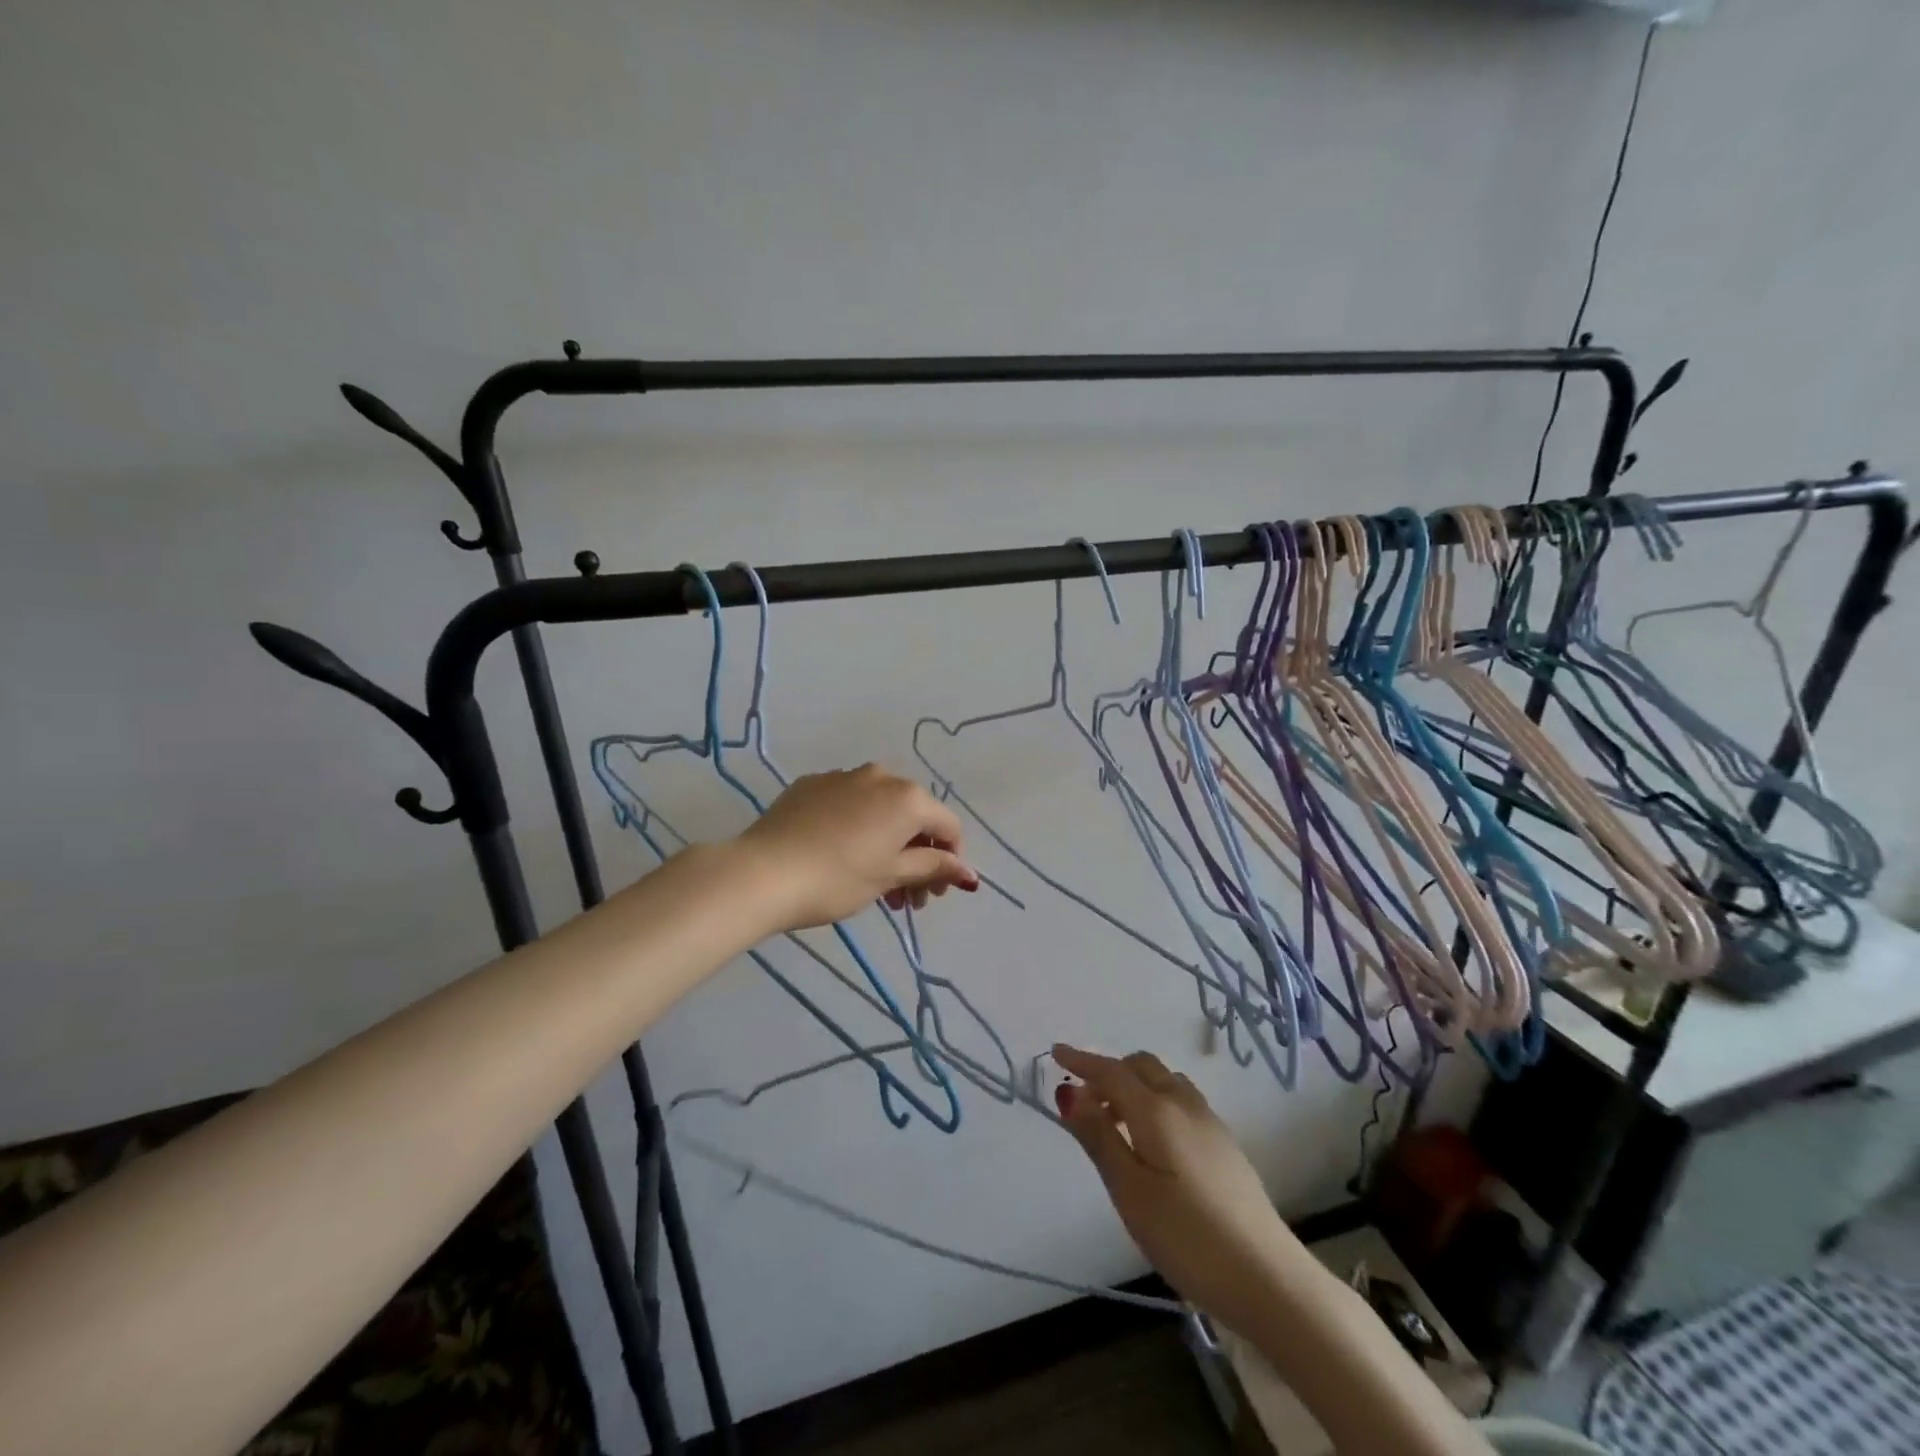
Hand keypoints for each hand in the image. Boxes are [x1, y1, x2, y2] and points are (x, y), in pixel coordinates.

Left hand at [734, 764, 979, 931]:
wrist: (763, 872)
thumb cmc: (838, 879)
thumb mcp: (891, 876)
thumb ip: (933, 867)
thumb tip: (968, 871)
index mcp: (907, 797)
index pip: (947, 825)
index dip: (951, 859)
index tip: (936, 893)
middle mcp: (880, 776)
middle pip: (914, 816)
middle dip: (918, 857)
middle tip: (907, 899)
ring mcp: (842, 777)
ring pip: (880, 810)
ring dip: (888, 845)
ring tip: (876, 886)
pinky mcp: (810, 785)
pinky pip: (848, 805)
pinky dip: (857, 829)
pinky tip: (840, 857)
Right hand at [1053, 1044, 1298, 1336]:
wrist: (1269, 1279)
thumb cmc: (1187, 1236)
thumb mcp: (1130, 1191)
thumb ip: (1099, 1137)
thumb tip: (1070, 1092)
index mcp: (1157, 1110)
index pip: (1112, 1071)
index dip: (1082, 1060)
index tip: (1056, 1052)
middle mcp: (1184, 1104)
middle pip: (1142, 1067)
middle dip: (1109, 1072)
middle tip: (1084, 1102)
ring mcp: (1210, 1123)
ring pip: (1165, 1081)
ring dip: (1135, 1086)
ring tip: (1115, 1123)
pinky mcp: (1225, 1146)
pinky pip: (1181, 1101)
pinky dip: (1156, 1101)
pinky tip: (1152, 1142)